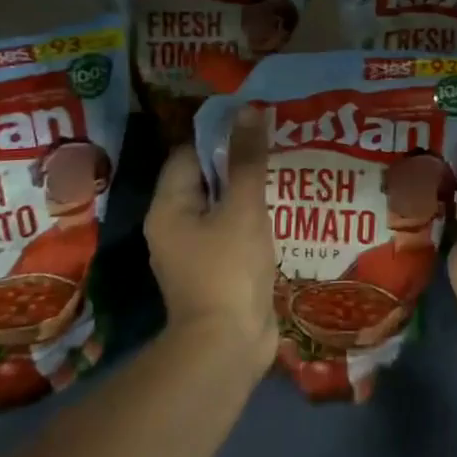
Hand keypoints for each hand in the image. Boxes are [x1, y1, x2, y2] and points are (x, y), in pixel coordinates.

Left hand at [144, 107, 278, 362]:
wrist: (227, 347)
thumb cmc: (228, 269)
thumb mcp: (242, 207)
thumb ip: (247, 159)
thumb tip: (250, 109)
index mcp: (169, 207)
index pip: (190, 155)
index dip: (219, 136)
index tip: (254, 123)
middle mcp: (175, 227)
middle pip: (207, 180)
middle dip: (240, 162)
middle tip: (277, 144)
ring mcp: (196, 253)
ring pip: (223, 208)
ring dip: (250, 192)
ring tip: (287, 171)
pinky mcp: (218, 272)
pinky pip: (235, 233)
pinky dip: (255, 221)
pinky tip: (286, 212)